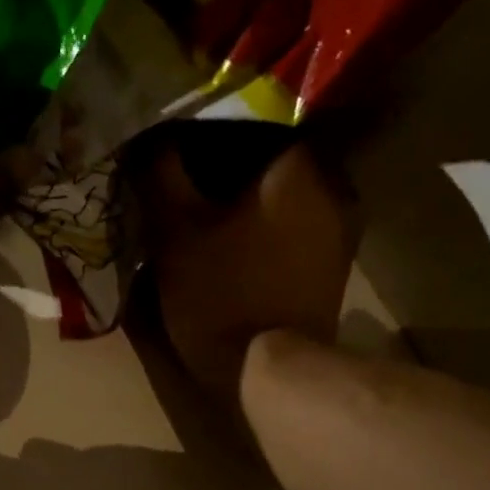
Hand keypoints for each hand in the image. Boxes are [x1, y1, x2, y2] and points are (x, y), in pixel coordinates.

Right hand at [143, 139, 360, 407]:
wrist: (267, 372)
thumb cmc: (220, 294)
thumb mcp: (175, 231)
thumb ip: (162, 173)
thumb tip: (150, 136)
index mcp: (297, 167)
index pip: (255, 117)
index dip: (210, 125)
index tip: (179, 137)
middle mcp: (332, 187)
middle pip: (270, 156)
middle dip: (227, 162)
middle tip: (186, 170)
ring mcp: (338, 230)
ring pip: (282, 193)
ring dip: (246, 195)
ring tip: (205, 205)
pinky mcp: (332, 265)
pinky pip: (292, 225)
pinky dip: (264, 224)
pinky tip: (233, 237)